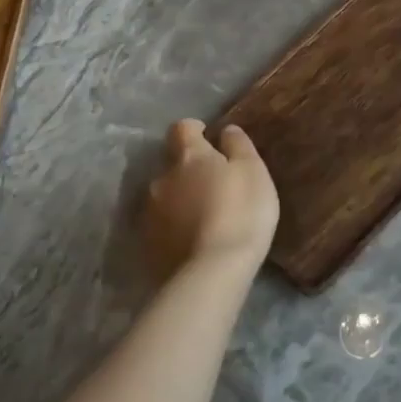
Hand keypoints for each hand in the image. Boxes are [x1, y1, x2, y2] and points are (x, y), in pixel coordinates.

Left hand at [143, 120, 279, 280]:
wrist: (212, 273)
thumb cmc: (240, 212)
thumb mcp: (253, 171)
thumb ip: (238, 145)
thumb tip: (225, 130)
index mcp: (188, 157)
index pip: (181, 128)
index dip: (194, 129)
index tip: (208, 137)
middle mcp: (162, 179)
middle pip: (172, 164)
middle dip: (188, 170)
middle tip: (213, 184)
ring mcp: (150, 214)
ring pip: (165, 196)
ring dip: (181, 199)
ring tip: (204, 217)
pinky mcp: (147, 246)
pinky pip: (162, 226)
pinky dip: (175, 227)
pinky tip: (194, 241)